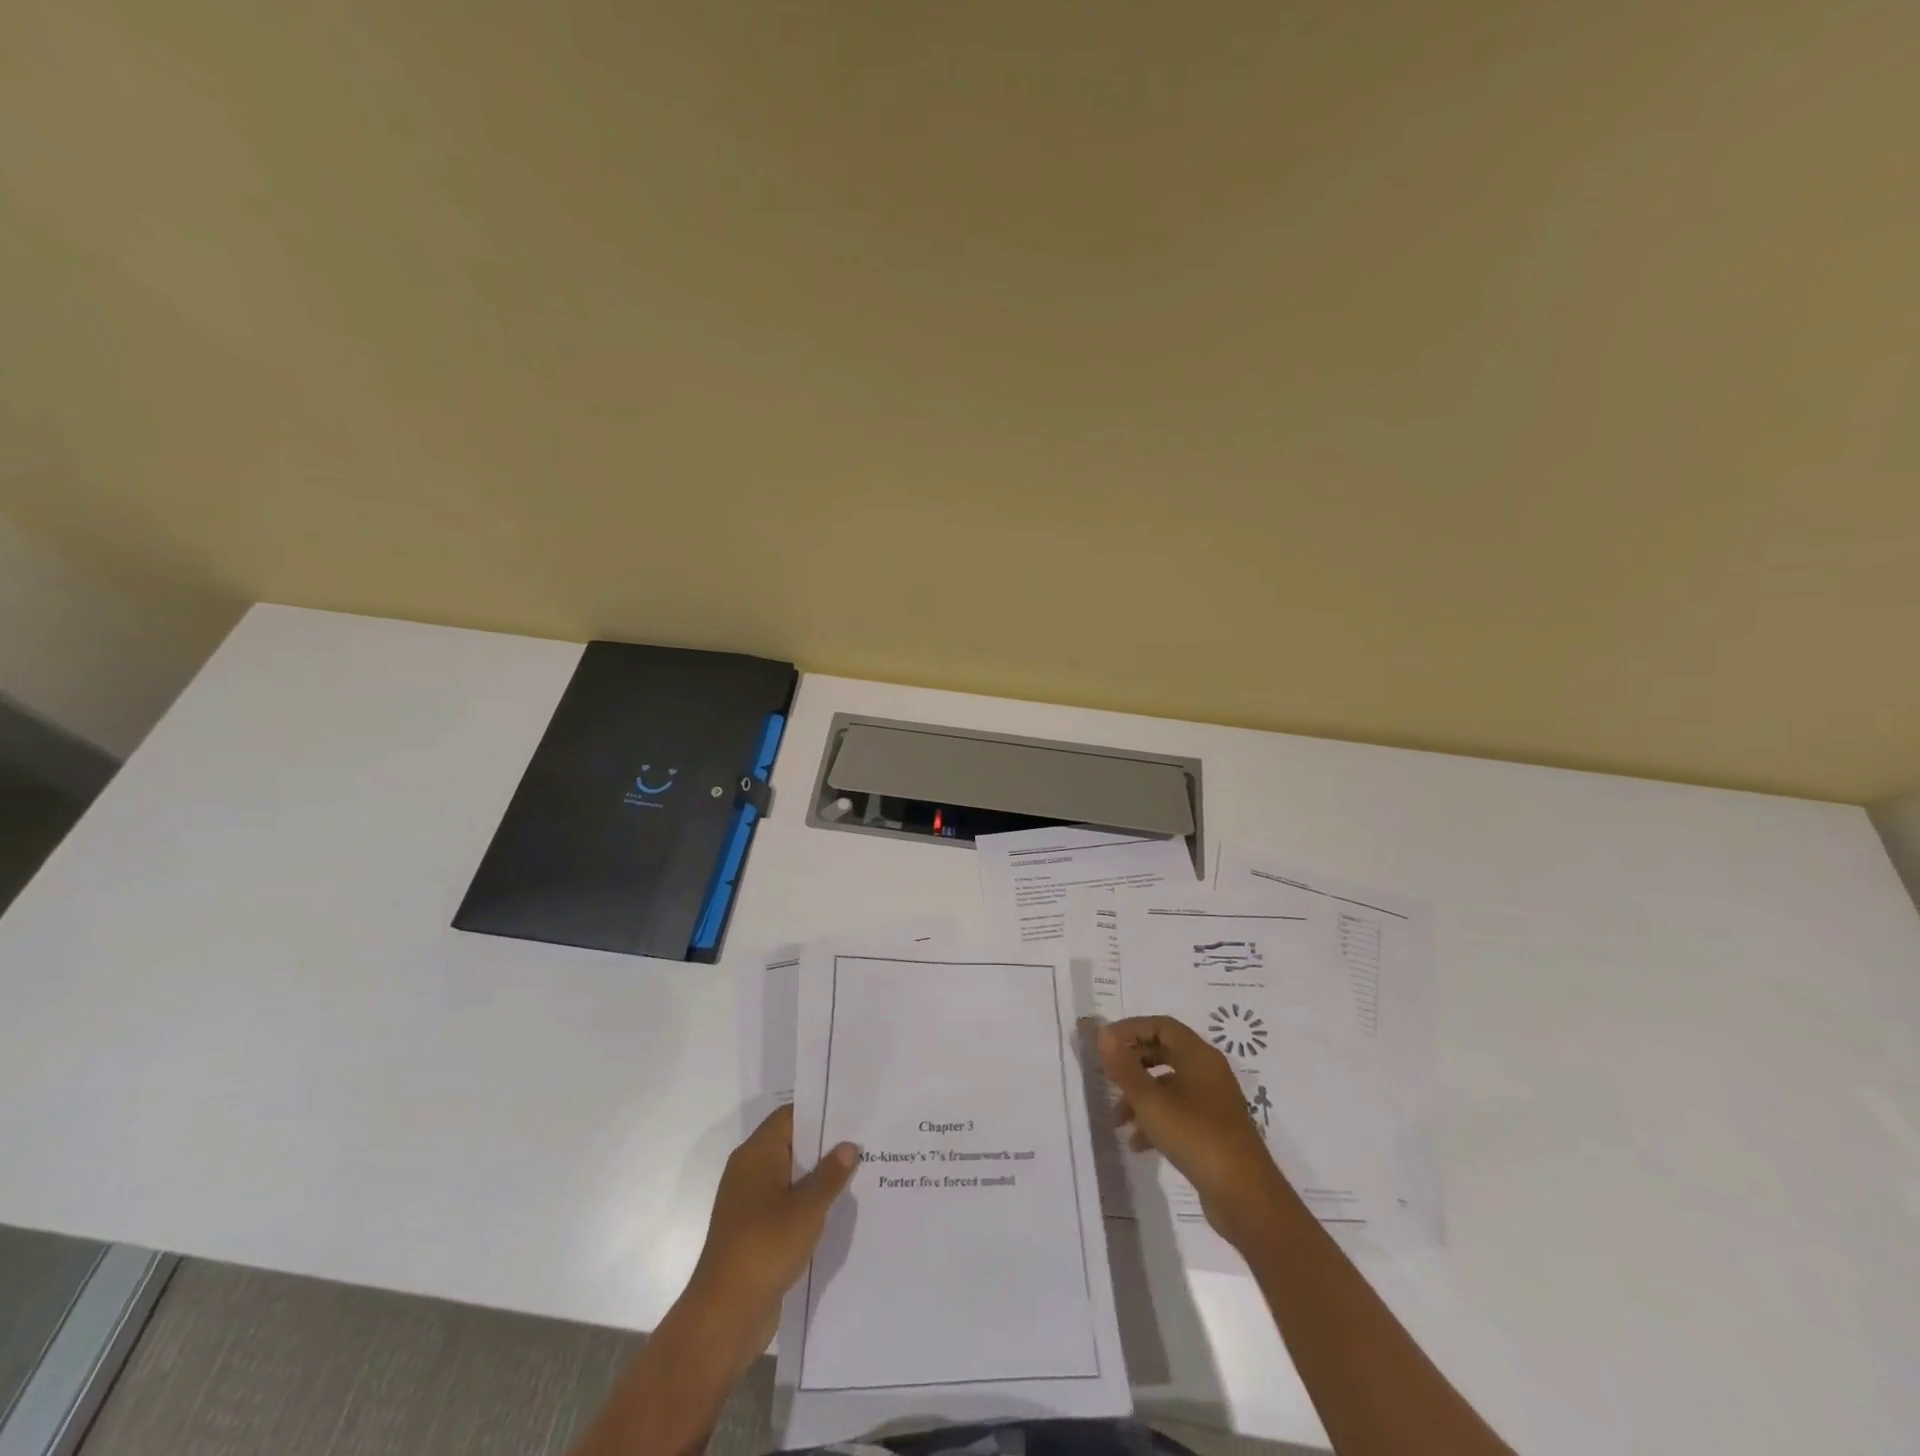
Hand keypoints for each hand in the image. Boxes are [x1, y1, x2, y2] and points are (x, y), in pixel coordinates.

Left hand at [684, 1105, 858, 1358]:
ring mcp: (750, 1204)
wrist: (725, 1316)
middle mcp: (749, 1172)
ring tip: (859, 1172)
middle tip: (864, 1140)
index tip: (852, 1111)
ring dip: (819, 1177)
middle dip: (825, 1144)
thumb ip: (830, 1174)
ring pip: (791, 1177)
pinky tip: (837, 1209)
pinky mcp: (755, 1232)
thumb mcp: (807, 1208)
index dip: (820, 1111)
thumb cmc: (765, 1247)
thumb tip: (849, 1145)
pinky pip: (787, 1204)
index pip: (790, 1116)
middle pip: (791, 1145)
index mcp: (756, 1155)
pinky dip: (808, 1203)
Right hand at [1099, 1015, 1290, 1250]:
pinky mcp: (1213, 1130)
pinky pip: (1178, 1112)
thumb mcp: (1151, 1101)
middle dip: (1133, 1063)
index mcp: (1199, 1056)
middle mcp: (1208, 1072)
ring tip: (1116, 1120)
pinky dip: (1156, 1120)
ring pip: (1168, 1086)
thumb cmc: (1196, 1136)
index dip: (1131, 1029)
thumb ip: (1124, 1067)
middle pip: (1164, 1052)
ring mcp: (1212, 1102)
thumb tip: (1102, 1034)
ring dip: (1140, 1097)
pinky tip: (1137, 1143)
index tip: (1105, 1044)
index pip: (1161, 1025)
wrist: (1245, 1196)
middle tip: (1108, 1076)